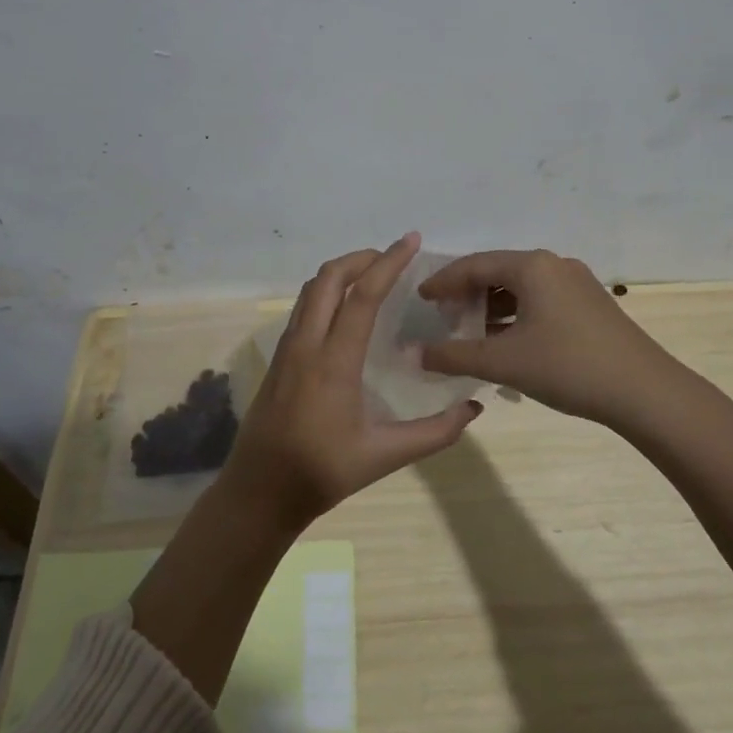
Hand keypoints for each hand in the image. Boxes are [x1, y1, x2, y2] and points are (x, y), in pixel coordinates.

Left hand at [223, 232, 483, 528]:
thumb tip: (474, 408)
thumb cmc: (321, 473)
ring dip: (342, 272)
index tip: (410, 241)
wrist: (258, 492)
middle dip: (362, 258)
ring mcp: (287, 349)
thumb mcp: (384, 456)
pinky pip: (304, 308)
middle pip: (328, 278)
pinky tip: (347, 310)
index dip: (388, 263)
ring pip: (311, 290)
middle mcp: (306, 344)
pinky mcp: (279, 358)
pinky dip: (327, 291)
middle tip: (394, 257)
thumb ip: (434, 433)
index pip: (362, 296)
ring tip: (373, 275)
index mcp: (333, 362)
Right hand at [417, 249, 685, 427]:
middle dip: (467, 293)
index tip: (420, 298)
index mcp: (531, 266)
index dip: (443, 281)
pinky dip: (516, 314)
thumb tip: (413, 353)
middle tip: (443, 315)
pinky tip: (506, 339)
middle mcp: (554, 264)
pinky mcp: (590, 304)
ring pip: (521, 287)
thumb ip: (454, 355)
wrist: (645, 391)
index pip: (474, 264)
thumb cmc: (568, 367)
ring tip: (470, 330)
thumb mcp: (504, 362)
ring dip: (492, 306)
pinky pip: (541, 300)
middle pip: (498, 271)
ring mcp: (576, 283)